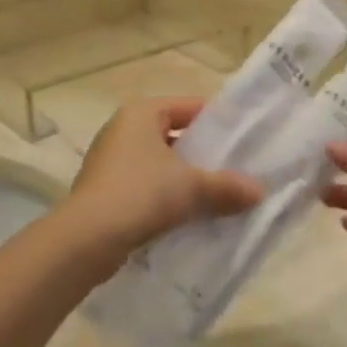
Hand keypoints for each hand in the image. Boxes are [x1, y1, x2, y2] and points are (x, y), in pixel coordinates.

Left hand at [62, 98, 262, 261]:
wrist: (86, 239)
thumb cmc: (141, 194)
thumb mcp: (191, 188)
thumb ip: (227, 187)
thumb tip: (260, 191)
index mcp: (141, 113)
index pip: (187, 106)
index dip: (216, 120)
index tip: (243, 138)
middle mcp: (121, 129)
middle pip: (173, 134)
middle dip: (202, 152)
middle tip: (234, 168)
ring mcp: (109, 160)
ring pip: (158, 163)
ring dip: (184, 177)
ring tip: (216, 195)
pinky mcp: (103, 190)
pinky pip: (144, 185)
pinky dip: (165, 195)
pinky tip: (187, 215)